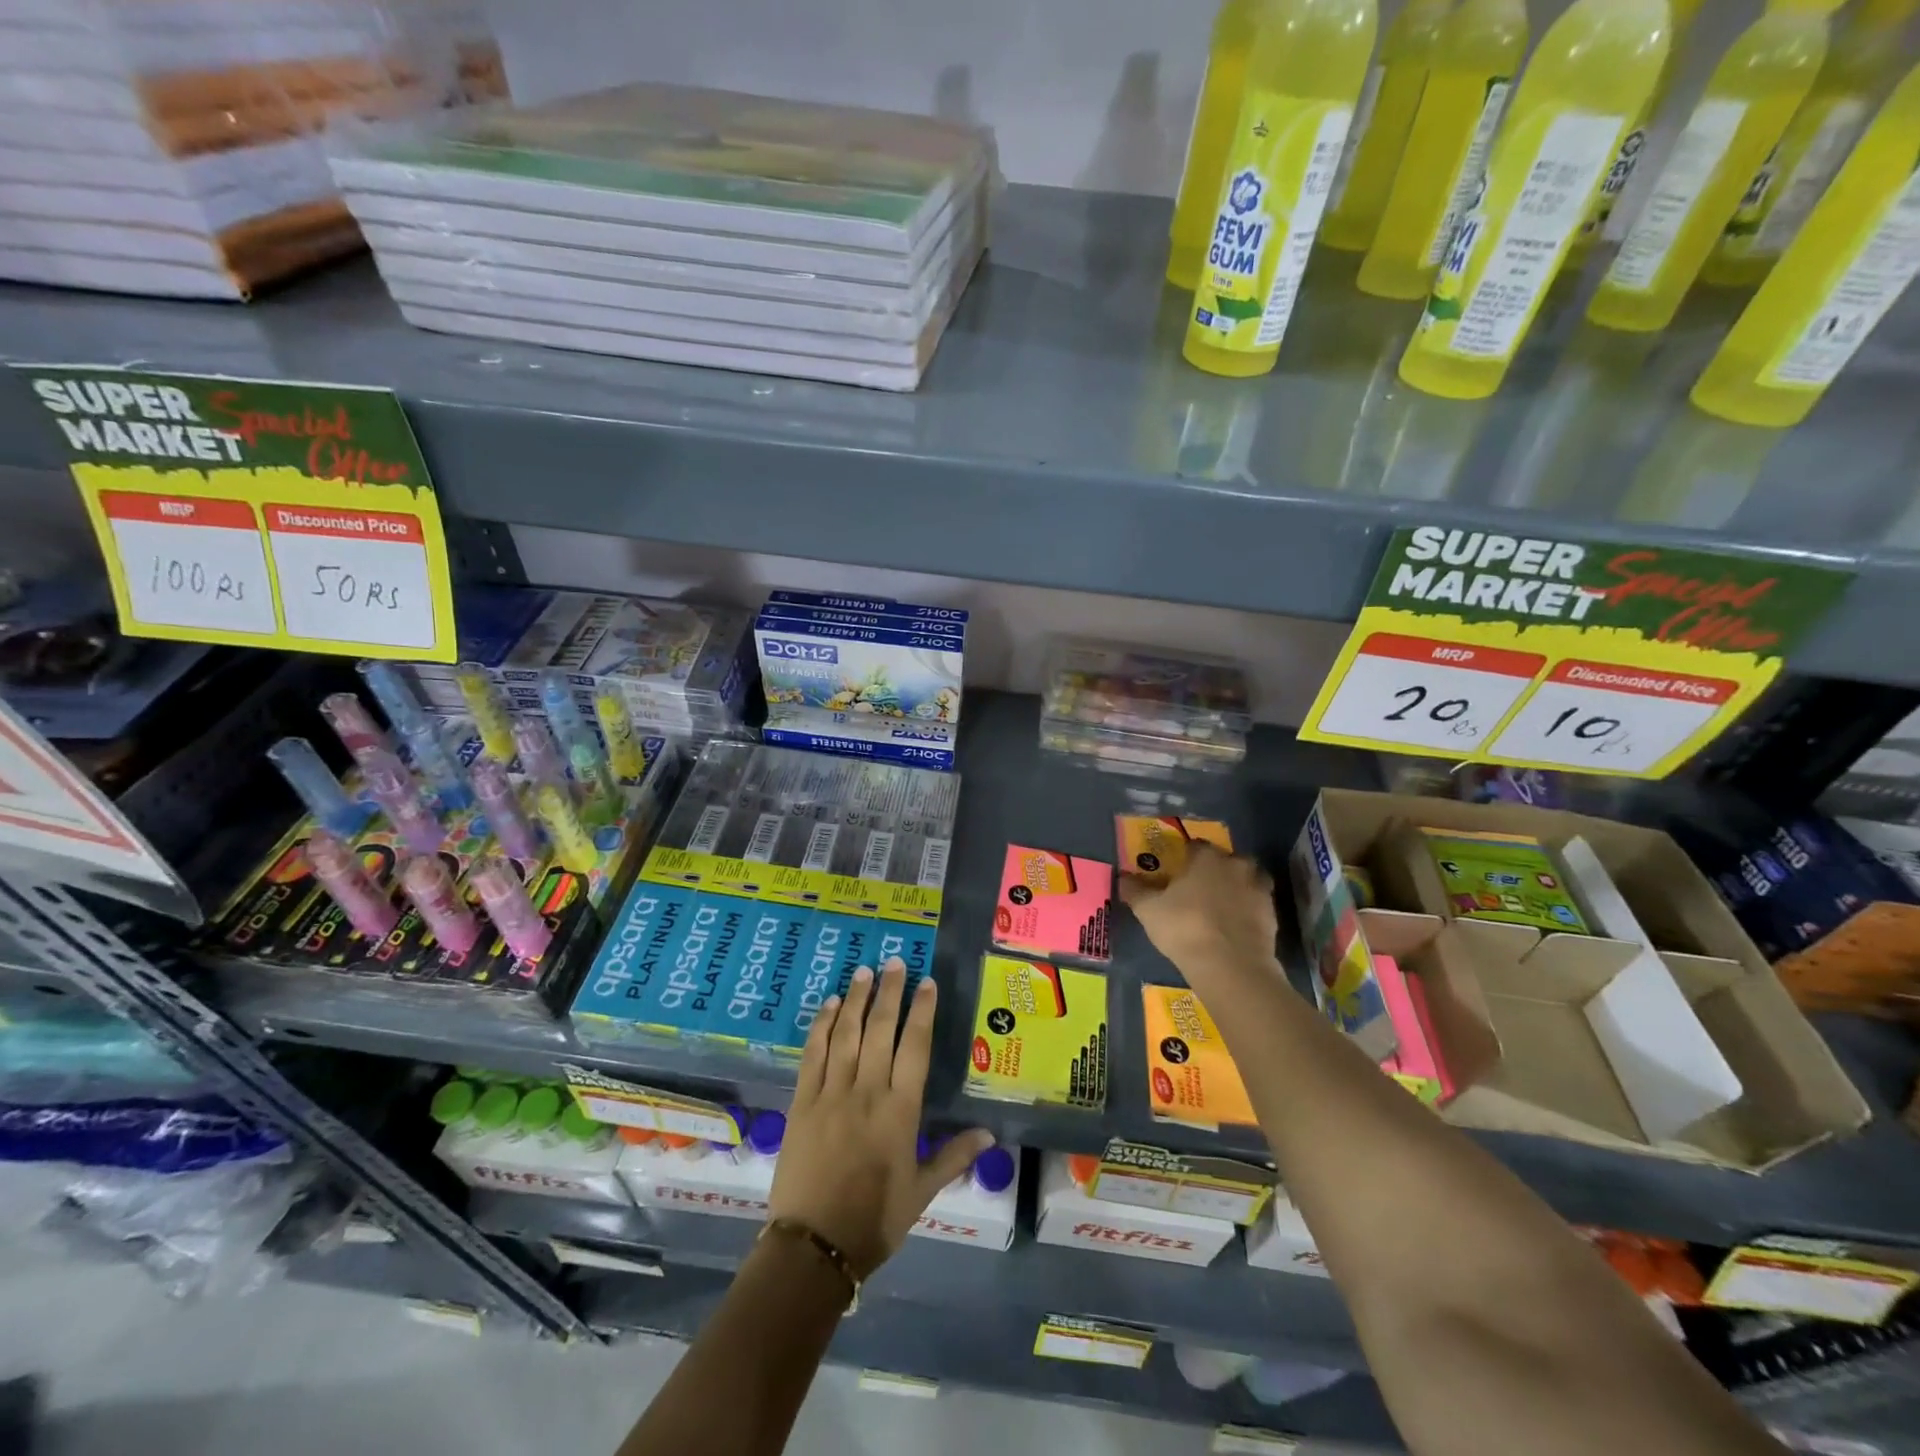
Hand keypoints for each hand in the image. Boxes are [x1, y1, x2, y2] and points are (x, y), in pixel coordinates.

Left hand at [770, 959, 992, 1278]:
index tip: (926, 983)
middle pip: (881, 1030)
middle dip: (890, 992)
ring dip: (857, 999)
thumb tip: (991, 1135)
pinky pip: (814, 1054)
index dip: (922, 1012)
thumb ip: (954, 1156)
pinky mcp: (802, 1101)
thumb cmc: (874, 1220)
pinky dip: (822, 1025)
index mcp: (900, 1111)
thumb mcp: (921, 1191)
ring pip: (847, 1034)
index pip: (916, 1047)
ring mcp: (831, 1093)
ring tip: (864, 971)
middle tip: (895, 961)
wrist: (813, 1247)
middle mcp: (867, 1092)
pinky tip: (830, 1005)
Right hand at [1119, 842, 1281, 985]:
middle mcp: (1236, 866)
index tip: (1177, 871)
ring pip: (1248, 879)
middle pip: (1227, 859)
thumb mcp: (1149, 910)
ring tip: (1222, 905)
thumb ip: (1136, 891)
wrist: (1230, 965)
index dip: (1185, 857)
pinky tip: (1235, 925)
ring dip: (1238, 886)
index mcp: (1206, 858)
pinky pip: (1258, 905)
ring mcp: (1259, 889)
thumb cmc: (1184, 927)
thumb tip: (1123, 878)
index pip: (1195, 846)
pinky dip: (1248, 910)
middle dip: (1216, 869)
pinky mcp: (1272, 914)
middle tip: (1200, 888)